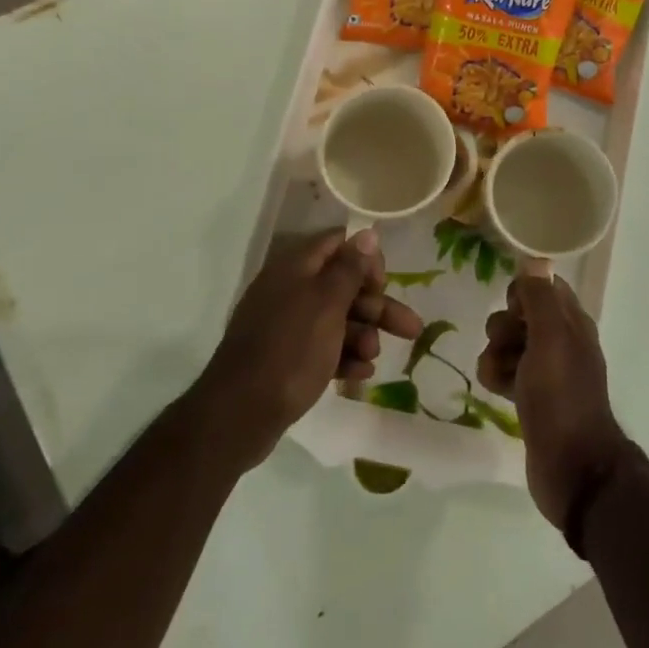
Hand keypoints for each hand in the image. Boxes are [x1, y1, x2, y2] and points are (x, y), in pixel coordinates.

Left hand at [200, 229, 422, 467]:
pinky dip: (344, 356)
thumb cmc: (290, 350)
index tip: (383, 284)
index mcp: (296, 268)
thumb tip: (368, 232)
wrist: (238, 415)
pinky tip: (361, 375)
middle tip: (410, 328)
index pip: (339, 245)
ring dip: (363, 335)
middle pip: (344, 286)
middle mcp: (290, 290)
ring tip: (373, 358)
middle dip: (377, 307)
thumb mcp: (327, 304)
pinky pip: (323, 347)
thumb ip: (350, 268)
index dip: (366, 260)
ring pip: (337, 319)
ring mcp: (286, 325)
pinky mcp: (285, 357)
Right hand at [478, 266, 629, 530]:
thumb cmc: (561, 397)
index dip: (522, 292)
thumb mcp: (550, 339)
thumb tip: (534, 258)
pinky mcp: (532, 399)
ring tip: (499, 375)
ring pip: (509, 345)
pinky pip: (506, 373)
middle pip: (521, 315)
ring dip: (496, 354)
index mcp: (572, 323)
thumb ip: (540, 298)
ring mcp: (547, 372)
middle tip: (508, 346)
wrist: (572, 468)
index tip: (512, 309)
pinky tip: (497, 391)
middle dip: (504, 327)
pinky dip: (498, 377)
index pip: (544, 286)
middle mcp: (562, 342)